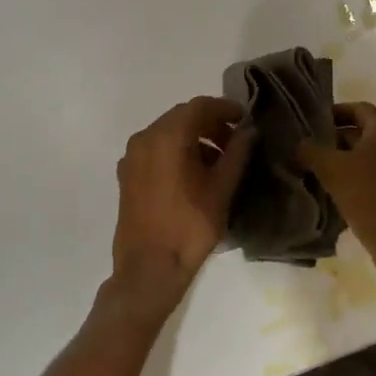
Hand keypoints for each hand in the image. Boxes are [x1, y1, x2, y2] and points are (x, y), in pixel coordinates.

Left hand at [109, 97, 257, 319]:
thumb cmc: (190, 226)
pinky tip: (195, 174)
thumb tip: (248, 131)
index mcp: (166, 136)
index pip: (199, 106)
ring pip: (167, 133)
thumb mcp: (221, 188)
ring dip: (194, 138)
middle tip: (235, 140)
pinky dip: (176, 151)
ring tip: (219, 160)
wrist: (148, 268)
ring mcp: (131, 157)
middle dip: (210, 123)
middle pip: (181, 117)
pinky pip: (155, 150)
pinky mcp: (127, 175)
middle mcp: (144, 138)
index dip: (225, 108)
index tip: (245, 119)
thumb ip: (237, 153)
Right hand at [298, 102, 375, 291]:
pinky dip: (351, 183)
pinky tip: (331, 196)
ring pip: (365, 160)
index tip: (314, 119)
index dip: (338, 110)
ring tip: (313, 171)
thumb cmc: (369, 197)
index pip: (361, 109)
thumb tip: (298, 144)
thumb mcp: (332, 169)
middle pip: (362, 135)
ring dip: (341, 163)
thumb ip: (310, 151)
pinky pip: (370, 182)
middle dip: (334, 139)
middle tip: (307, 147)